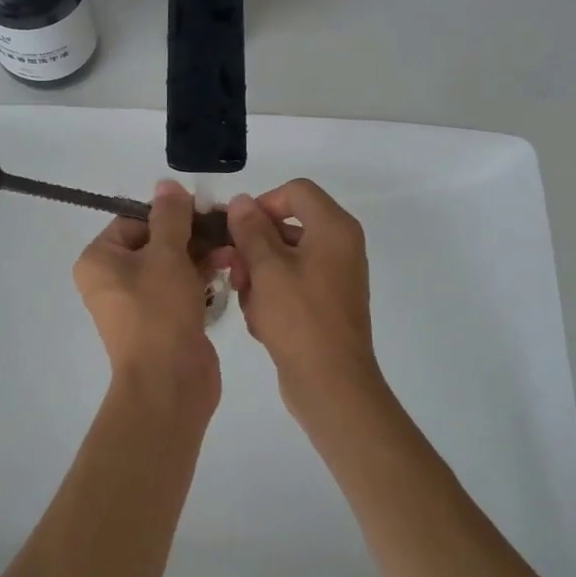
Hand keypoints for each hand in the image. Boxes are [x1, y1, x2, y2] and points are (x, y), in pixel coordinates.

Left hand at [73, 182, 221, 414]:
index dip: (169, 213)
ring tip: (233, 248)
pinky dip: (201, 277)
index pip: (134, 220)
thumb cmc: (159, 312)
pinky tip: (229, 268)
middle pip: (155, 241)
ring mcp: (138, 302)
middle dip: (191, 234)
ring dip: (201, 254)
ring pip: (172, 265)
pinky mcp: (162, 320)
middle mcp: (113, 279)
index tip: (204, 209)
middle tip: (225, 225)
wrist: (169, 384)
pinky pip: (180, 288)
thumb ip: (170, 216)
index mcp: (100, 260)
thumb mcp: (167, 255)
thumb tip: (166, 184)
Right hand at [224, 180, 383, 419]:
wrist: (332, 385)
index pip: (295, 191)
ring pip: (282, 258)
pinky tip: (261, 322)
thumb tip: (242, 201)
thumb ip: (250, 229)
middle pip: (286, 226)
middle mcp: (339, 246)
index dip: (263, 204)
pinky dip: (272, 297)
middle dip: (254, 248)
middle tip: (236, 273)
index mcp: (334, 228)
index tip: (239, 231)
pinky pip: (290, 284)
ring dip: (258, 276)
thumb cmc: (299, 319)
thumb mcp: (267, 268)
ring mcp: (334, 276)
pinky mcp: (325, 303)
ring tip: (250, 304)